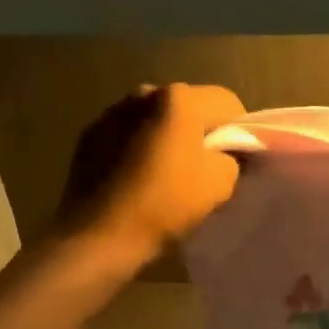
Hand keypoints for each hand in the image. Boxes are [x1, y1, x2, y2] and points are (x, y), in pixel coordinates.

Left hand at [56, 83, 246, 269]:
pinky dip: (137, 148)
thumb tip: (226, 153)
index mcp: (180, 99)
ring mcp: (112, 112)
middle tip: (201, 169)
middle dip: (200, 131)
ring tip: (164, 175)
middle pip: (189, 106)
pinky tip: (135, 179)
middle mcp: (144, 93)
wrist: (98, 235)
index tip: (234, 160)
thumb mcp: (221, 184)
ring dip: (166, 137)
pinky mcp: (89, 134)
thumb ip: (233, 158)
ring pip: (155, 119)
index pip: (227, 102)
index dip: (238, 130)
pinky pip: (127, 134)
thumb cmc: (165, 205)